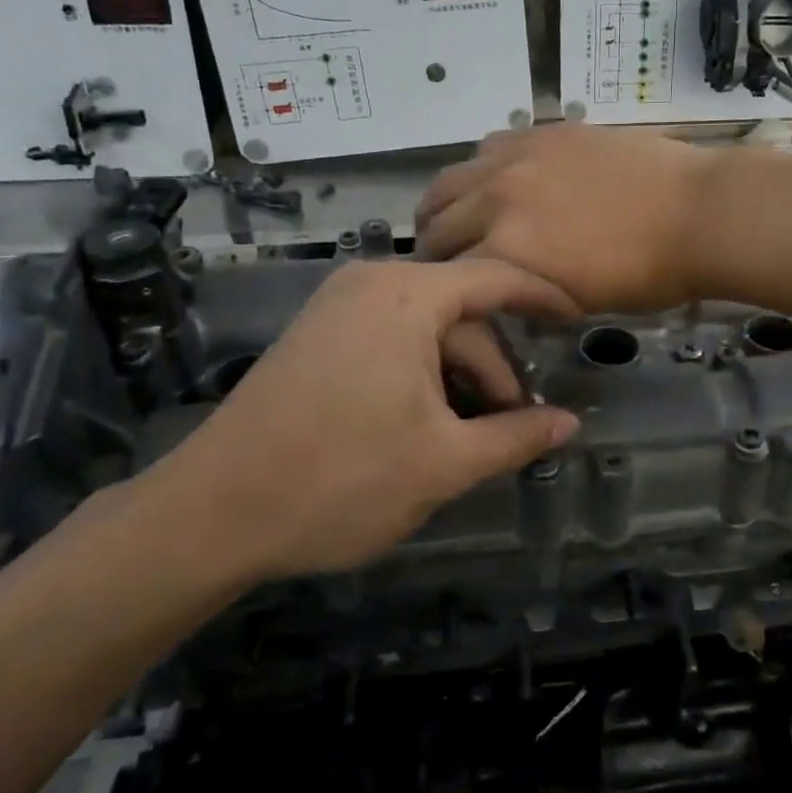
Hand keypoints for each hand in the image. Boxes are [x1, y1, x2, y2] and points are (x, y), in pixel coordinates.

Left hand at [127, 260, 581, 584]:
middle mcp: (370, 285)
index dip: (545, 298)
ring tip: (474, 438)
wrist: (211, 514)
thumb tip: (570, 424)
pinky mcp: (317, 338)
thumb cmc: (341, 480)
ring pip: (427, 332)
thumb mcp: (444, 463)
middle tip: (517, 428)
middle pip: (462, 315)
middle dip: (496, 370)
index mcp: (406, 296)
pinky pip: (392, 342)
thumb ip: (516, 436)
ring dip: (460, 379)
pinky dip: (423, 376)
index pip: (497, 278)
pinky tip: (429, 425)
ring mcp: (337, 310)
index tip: (580, 321)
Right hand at [416, 126, 718, 312]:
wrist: (698, 213)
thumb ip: (528, 293)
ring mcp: (518, 158)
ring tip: (456, 217)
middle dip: (433, 247)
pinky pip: (489, 147)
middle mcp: (497, 199)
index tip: (447, 294)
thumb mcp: (580, 303)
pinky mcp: (544, 132)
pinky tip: (499, 181)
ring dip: (446, 205)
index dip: (443, 289)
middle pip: (438, 222)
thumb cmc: (648, 275)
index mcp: (507, 252)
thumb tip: (508, 291)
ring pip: (452, 179)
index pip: (447, 274)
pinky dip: (481, 170)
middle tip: (443, 260)